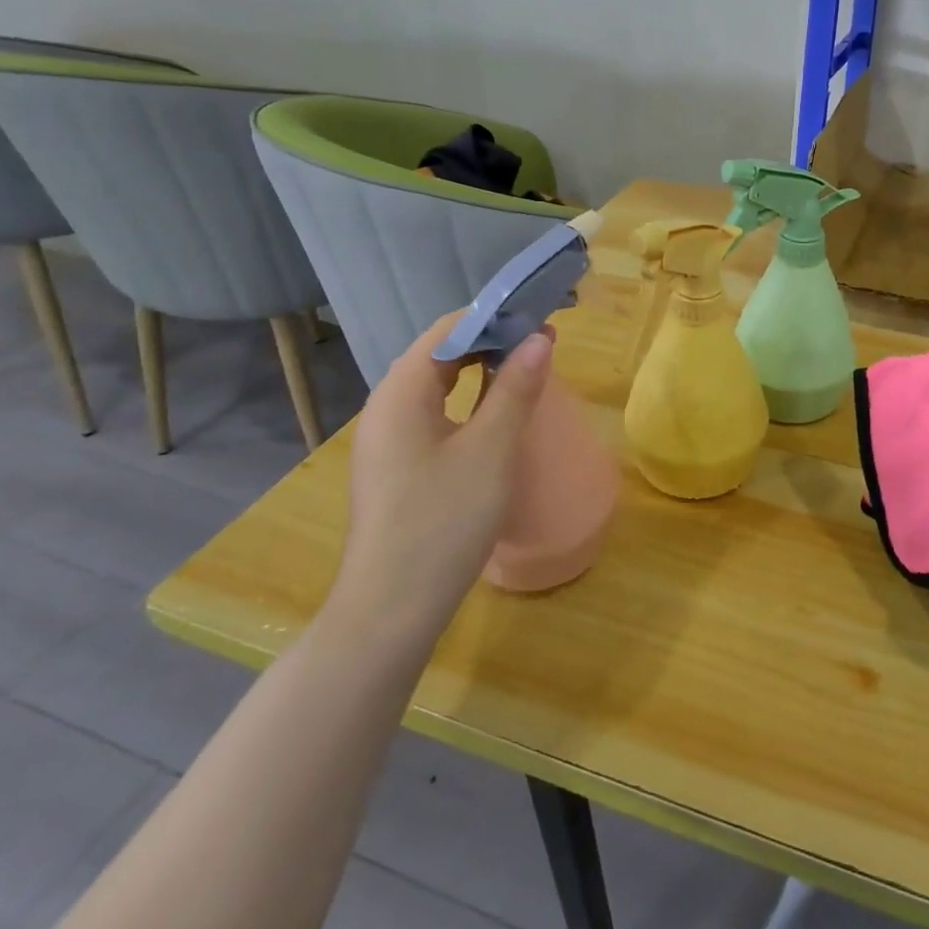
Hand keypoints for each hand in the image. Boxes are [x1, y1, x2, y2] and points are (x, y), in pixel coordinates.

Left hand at [324, 313, 552, 660]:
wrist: (390, 610)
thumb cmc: (443, 522)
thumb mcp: (490, 450)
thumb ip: (514, 389)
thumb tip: (539, 338)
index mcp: (401, 392)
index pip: (448, 330)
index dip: (496, 318)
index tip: (542, 320)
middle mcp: (385, 406)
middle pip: (439, 354)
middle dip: (490, 342)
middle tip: (542, 345)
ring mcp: (386, 439)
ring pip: (435, 386)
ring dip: (479, 372)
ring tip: (525, 372)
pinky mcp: (394, 467)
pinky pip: (432, 415)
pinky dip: (466, 403)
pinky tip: (492, 417)